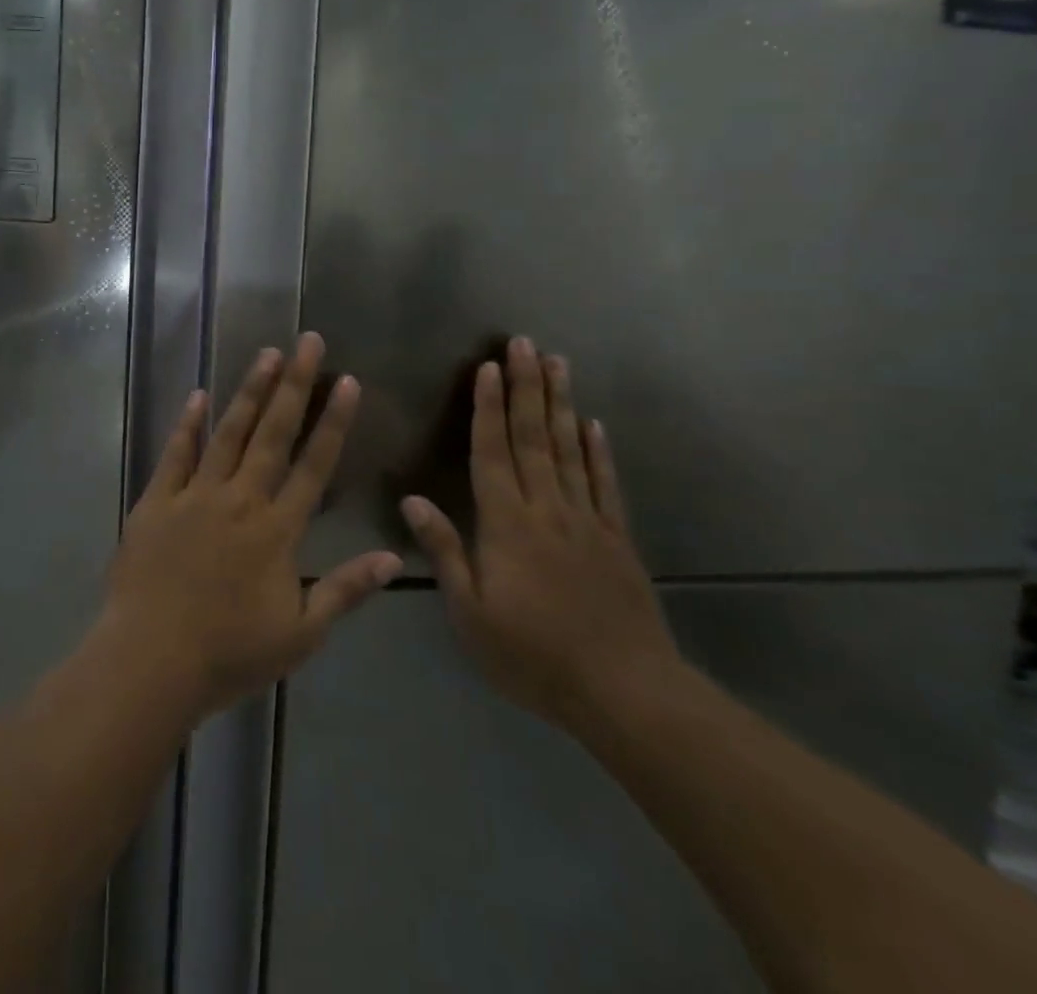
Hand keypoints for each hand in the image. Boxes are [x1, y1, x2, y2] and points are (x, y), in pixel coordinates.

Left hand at [104, 334, 403, 717]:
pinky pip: (175, 454)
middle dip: (294, 384)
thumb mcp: (301, 634)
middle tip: (306, 340)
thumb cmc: (230, 653)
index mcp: (277, 529)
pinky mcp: (156, 501)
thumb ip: (347, 591)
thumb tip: (396, 558)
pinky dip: (187, 424)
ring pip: (228, 433)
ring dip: (249, 392)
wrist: (151, 661)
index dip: (333, 422)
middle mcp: (240, 499)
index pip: (315, 465)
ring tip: (265, 354)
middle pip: (273, 433)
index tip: (347, 381)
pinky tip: (198, 396)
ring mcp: (195, 495)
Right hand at [402, 337, 681, 729]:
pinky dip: (599, 451)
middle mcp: (546, 509)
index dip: (488, 408)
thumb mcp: (471, 614)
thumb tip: (411, 499)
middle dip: (526, 387)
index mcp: (507, 525)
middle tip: (525, 343)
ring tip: (558, 363)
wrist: (625, 692)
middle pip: (534, 437)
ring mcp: (587, 520)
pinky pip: (606, 484)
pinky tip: (595, 424)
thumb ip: (444, 551)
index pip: (492, 453)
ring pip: (570, 450)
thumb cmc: (533, 656)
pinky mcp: (617, 539)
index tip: (488, 367)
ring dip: (561, 403)